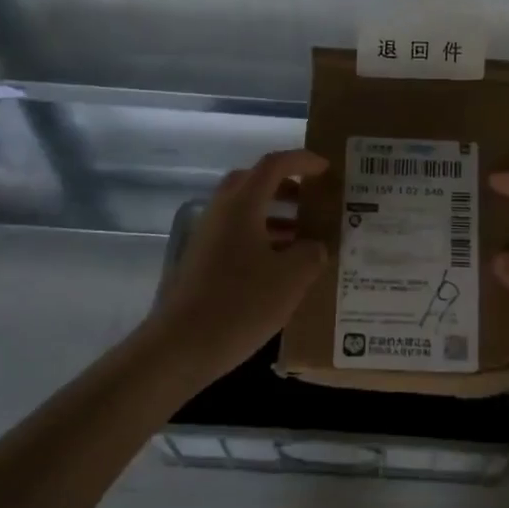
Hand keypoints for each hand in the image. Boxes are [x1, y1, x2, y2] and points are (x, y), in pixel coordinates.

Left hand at [151, 149, 329, 379]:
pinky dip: (261, 238)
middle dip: (286, 186)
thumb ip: (311, 253)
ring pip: (245, 211)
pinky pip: (237, 235)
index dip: (303, 161)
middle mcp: (221, 212)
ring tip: (305, 237)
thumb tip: (315, 246)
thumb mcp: (291, 278)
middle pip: (254, 183)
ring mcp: (207, 237)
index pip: (274, 165)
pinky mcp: (202, 261)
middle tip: (312, 200)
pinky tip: (281, 266)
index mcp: (242, 204)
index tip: (326, 169)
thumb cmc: (241, 303)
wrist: (181, 346)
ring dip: (275, 215)